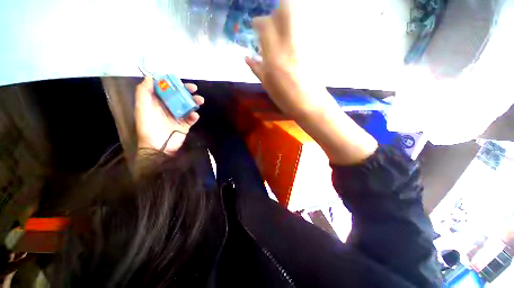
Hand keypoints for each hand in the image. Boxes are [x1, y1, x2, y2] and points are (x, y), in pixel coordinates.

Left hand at [135, 77, 203, 153]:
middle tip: (194, 88)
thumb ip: (144, 93)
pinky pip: (192, 118)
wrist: (158, 147)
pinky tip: (194, 115)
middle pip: (179, 96)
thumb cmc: (148, 127)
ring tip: (200, 100)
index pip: (165, 89)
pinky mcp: (185, 124)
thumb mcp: (142, 108)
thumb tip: (150, 77)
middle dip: (187, 91)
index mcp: (157, 102)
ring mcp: (178, 116)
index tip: (178, 79)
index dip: (171, 83)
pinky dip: (194, 116)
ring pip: (188, 105)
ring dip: (194, 102)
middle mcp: (168, 107)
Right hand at [245, 0, 334, 118]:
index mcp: (274, 57)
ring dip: (286, 17)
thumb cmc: (286, 99)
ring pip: (297, 14)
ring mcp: (305, 42)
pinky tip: (292, 40)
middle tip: (271, 22)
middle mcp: (290, 44)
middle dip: (276, 11)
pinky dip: (296, 27)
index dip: (259, 22)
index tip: (256, 26)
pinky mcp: (315, 45)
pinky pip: (305, 26)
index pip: (265, 25)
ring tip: (281, 30)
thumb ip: (256, 68)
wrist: (310, 103)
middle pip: (286, 8)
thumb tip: (246, 57)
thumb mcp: (267, 85)